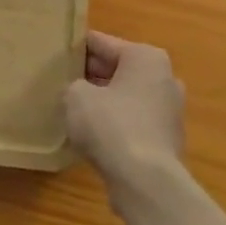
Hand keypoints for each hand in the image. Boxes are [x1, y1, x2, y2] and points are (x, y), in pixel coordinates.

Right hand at [66, 30, 184, 186]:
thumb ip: (74, 85)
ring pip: (126, 97)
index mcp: (146, 57)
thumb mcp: (76, 96)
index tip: (56, 53)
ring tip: (73, 109)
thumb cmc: (111, 125)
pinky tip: (93, 135)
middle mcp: (164, 78)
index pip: (102, 43)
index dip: (76, 48)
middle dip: (91, 75)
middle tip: (61, 81)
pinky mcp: (166, 139)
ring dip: (104, 101)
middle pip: (117, 69)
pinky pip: (133, 121)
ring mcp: (169, 110)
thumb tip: (81, 92)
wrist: (145, 181)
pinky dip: (116, 124)